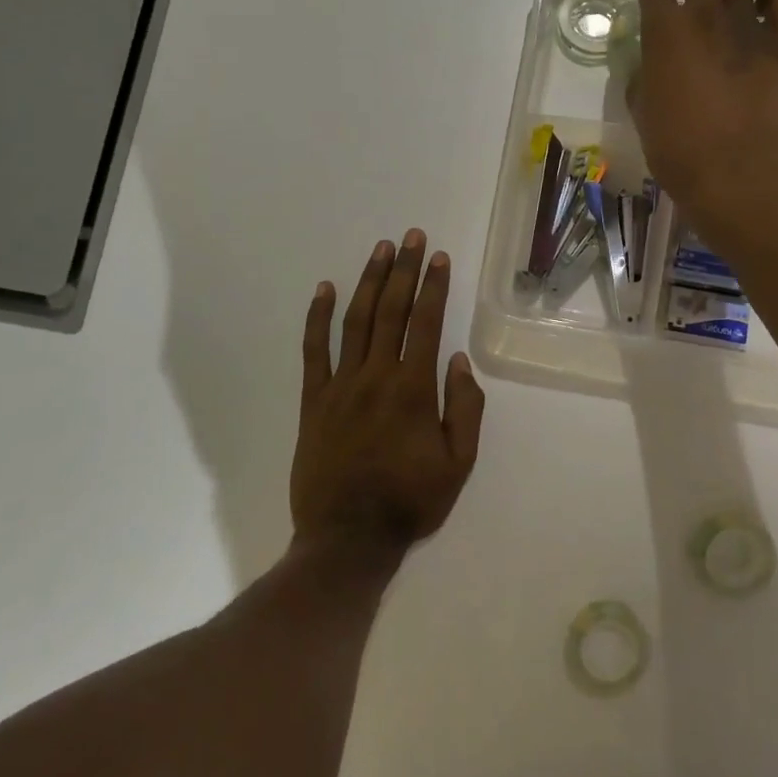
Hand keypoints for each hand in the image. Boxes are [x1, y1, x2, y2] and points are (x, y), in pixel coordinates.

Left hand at [292, 230, 484, 559]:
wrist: (347, 539)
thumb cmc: (410, 502)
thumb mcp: (459, 464)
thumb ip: (465, 409)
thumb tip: (460, 360)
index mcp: (414, 389)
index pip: (426, 324)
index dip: (434, 287)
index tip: (439, 257)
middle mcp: (376, 376)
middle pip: (392, 311)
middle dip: (404, 270)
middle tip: (411, 237)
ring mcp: (340, 385)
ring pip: (355, 321)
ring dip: (369, 282)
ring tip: (380, 250)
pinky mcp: (312, 400)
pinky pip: (313, 350)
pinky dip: (317, 317)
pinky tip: (324, 289)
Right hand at [630, 0, 777, 234]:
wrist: (732, 175)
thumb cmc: (677, 150)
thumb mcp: (642, 112)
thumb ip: (643, 76)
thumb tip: (651, 64)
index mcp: (664, 32)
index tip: (656, 9)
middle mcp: (704, 16)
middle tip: (690, 5)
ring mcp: (746, 24)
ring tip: (727, 8)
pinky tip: (763, 12)